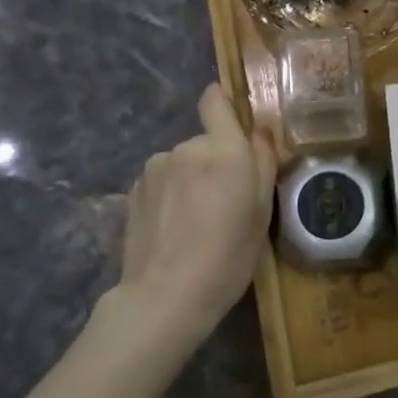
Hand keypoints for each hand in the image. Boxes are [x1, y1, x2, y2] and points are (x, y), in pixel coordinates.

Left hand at [109, 83, 276, 347]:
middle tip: (225, 202)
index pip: (215, 101)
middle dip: (215, 162)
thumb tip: (259, 129)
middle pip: (205, 141)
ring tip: (196, 221)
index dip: (223, 102)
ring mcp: (154, 168)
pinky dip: (170, 196)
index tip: (233, 123)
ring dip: (190, 180)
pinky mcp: (133, 191)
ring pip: (181, 163)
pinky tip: (173, 229)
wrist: (165, 297)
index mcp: (223, 149)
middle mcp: (186, 147)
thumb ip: (263, 162)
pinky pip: (161, 182)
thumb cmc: (228, 255)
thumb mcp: (262, 212)